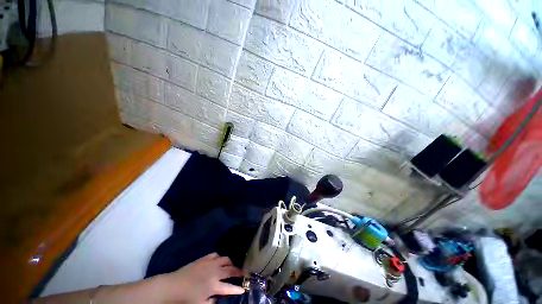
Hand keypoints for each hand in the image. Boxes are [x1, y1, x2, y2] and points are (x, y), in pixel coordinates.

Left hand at [159, 253, 244, 302]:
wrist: (173, 286)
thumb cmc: (186, 298)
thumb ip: (212, 301)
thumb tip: (219, 297)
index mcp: (214, 285)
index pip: (230, 287)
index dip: (238, 288)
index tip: (244, 288)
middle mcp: (215, 272)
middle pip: (230, 270)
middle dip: (238, 271)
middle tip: (243, 273)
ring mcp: (210, 263)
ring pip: (225, 259)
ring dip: (230, 263)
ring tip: (231, 266)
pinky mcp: (204, 258)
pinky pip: (216, 255)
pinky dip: (220, 257)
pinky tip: (219, 260)